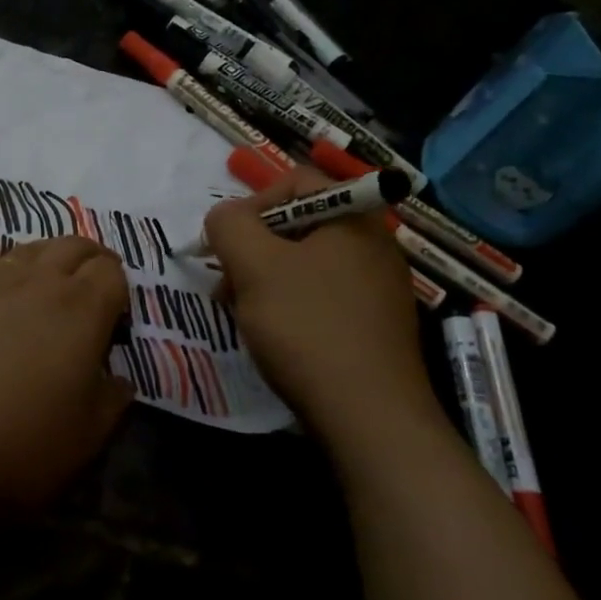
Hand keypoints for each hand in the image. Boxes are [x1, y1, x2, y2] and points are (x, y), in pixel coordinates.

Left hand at [0, 234, 133, 509]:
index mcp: (80, 312)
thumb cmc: (10, 440)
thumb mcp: (81, 440)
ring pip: (26, 248)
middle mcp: (37, 282)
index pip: (112, 273)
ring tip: (48, 271)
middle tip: (92, 280)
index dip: (119, 289)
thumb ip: (110, 404)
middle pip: (73, 247)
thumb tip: (120, 381)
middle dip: (90, 258)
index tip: (114, 319)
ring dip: (45, 254)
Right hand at [201, 168, 434, 431]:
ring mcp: (377, 288)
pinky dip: (289, 305)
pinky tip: (271, 334)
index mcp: (354, 218)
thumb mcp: (254, 266)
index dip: (251, 204)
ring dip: (264, 279)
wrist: (369, 417)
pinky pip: (320, 297)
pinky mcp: (372, 325)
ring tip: (240, 311)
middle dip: (252, 248)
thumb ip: (229, 225)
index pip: (296, 182)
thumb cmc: (308, 327)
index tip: (224, 241)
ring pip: (305, 265)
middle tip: (226, 281)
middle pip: (298, 225)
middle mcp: (373, 245)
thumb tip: (223, 217)